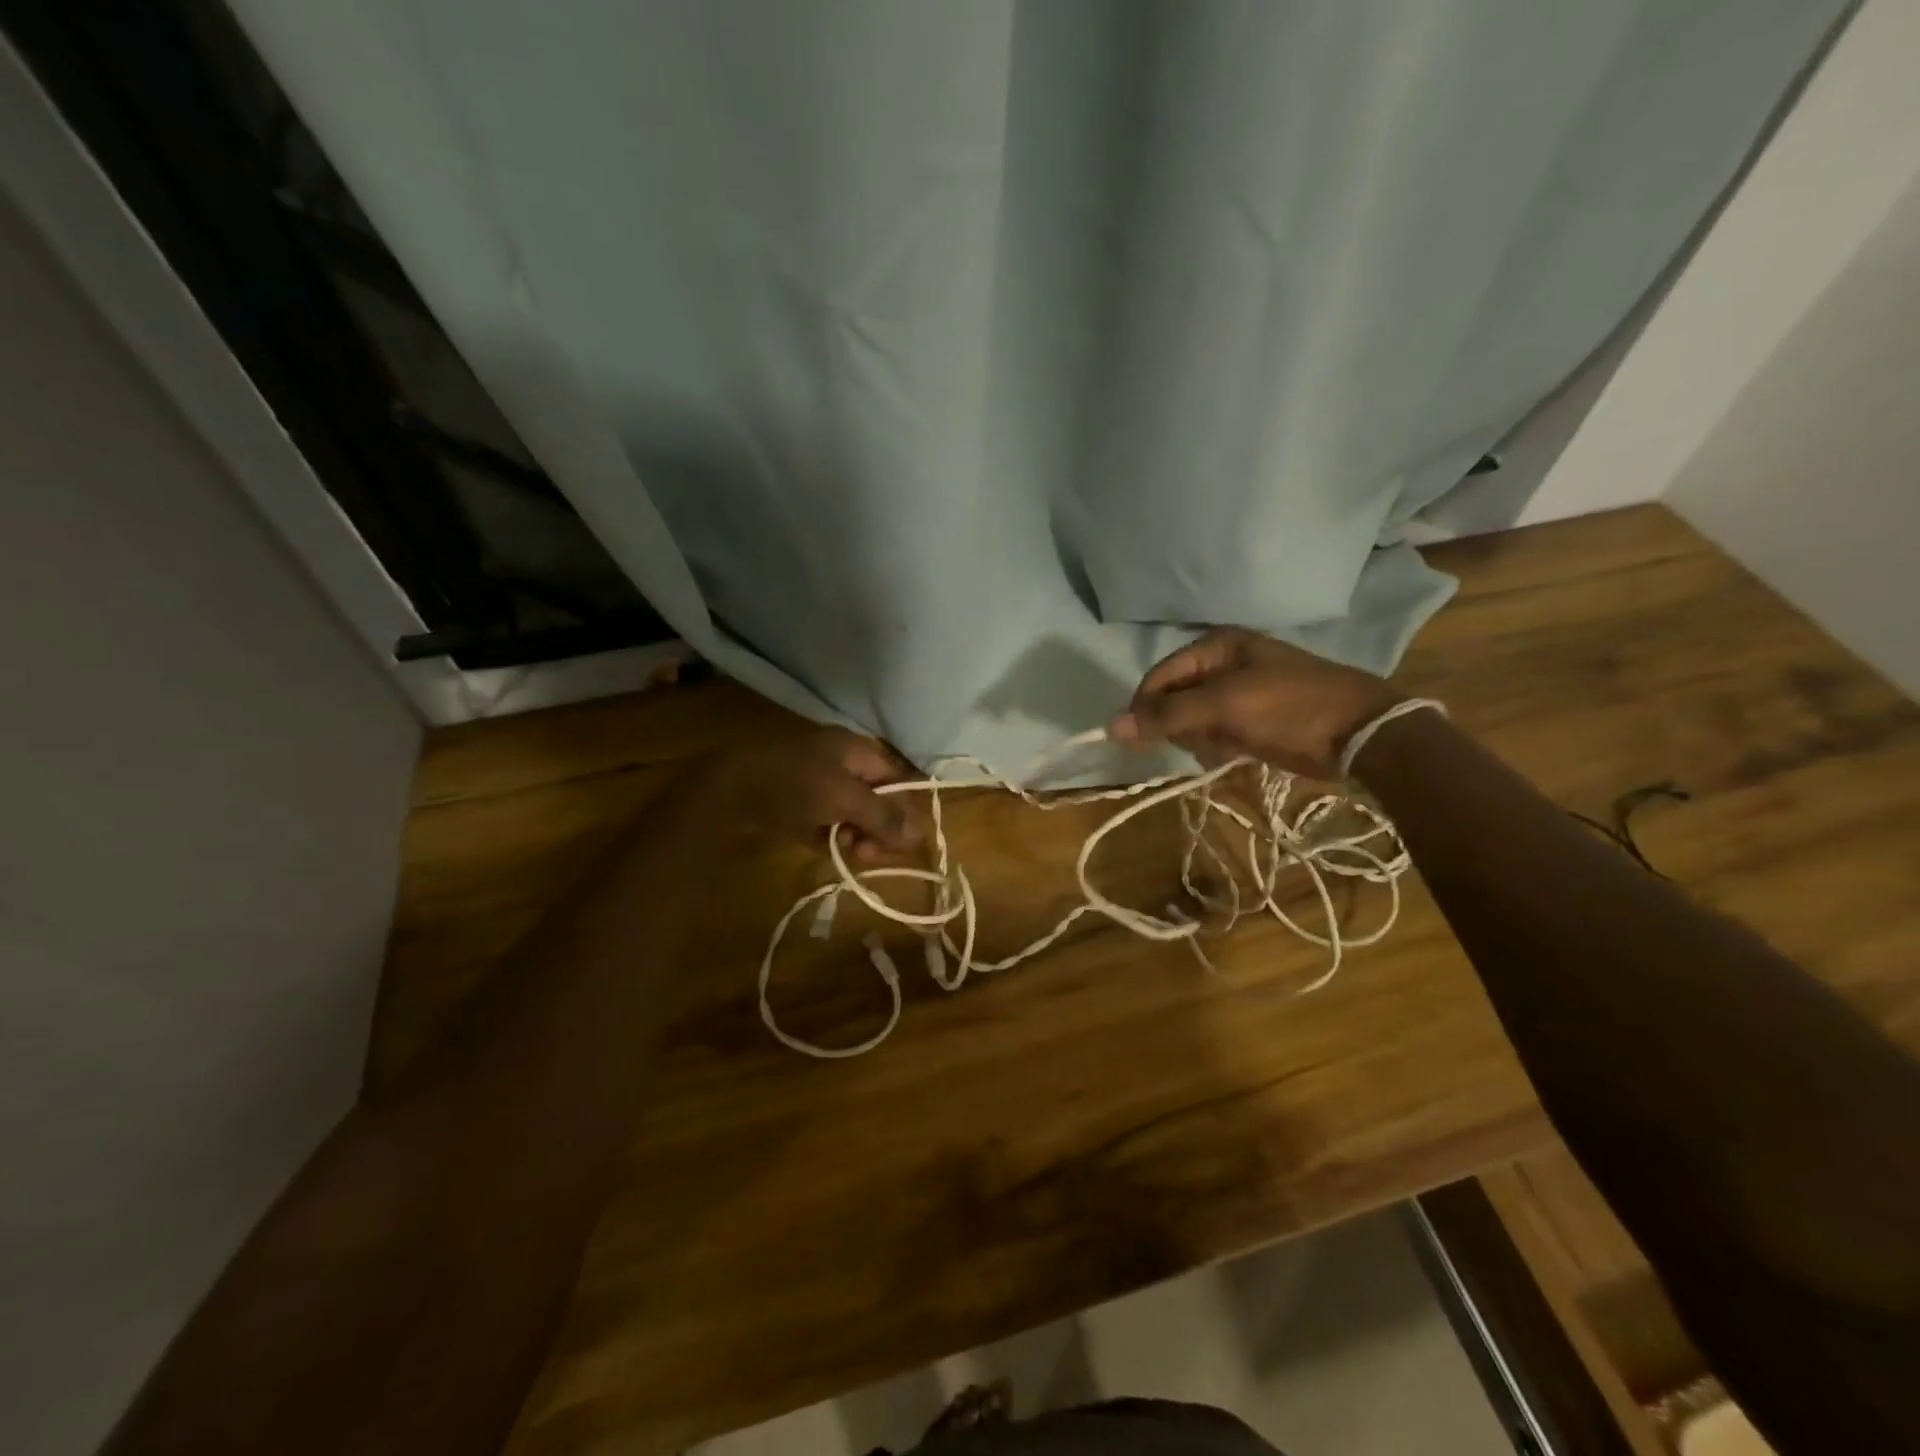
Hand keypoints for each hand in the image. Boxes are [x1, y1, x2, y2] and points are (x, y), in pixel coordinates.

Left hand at [652, 726, 921, 860]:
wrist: (727, 790)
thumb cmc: (794, 785)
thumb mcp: (844, 798)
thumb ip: (882, 815)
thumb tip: (920, 834)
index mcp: (855, 750)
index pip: (896, 779)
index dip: (905, 809)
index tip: (904, 843)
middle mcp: (839, 762)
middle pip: (874, 798)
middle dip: (877, 827)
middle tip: (869, 853)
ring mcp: (815, 783)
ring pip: (850, 813)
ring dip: (855, 835)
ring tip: (846, 852)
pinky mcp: (795, 804)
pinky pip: (825, 821)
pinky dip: (830, 836)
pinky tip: (827, 848)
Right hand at [1108, 627, 1398, 777]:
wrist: (1361, 733)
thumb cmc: (1289, 708)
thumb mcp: (1224, 706)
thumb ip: (1167, 716)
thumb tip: (1110, 726)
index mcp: (1216, 646)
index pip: (1159, 676)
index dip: (1144, 707)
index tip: (1138, 740)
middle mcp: (1223, 663)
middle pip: (1174, 699)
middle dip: (1181, 725)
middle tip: (1203, 739)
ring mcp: (1238, 692)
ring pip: (1192, 720)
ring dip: (1201, 739)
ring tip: (1224, 748)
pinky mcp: (1251, 718)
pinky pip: (1215, 733)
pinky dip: (1218, 746)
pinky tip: (1236, 754)